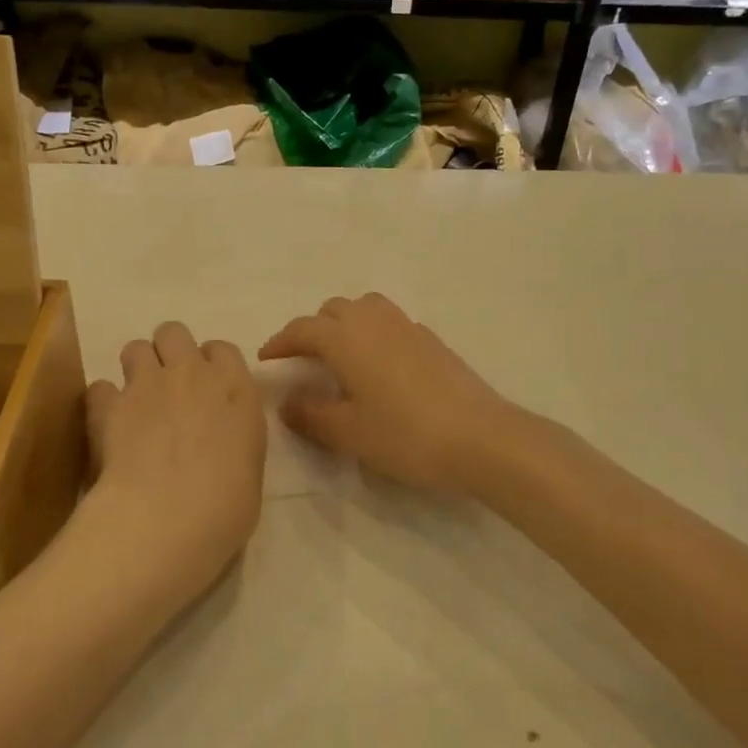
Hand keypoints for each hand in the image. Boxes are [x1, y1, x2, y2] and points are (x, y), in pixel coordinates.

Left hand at [85, 323, 266, 594]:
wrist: (168, 517)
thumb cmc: (225, 507)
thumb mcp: (249, 471)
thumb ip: (233, 442)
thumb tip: (219, 447)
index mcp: (236, 391)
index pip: (222, 350)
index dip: (211, 364)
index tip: (207, 388)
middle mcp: (192, 375)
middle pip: (174, 333)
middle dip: (169, 352)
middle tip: (169, 387)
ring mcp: (147, 385)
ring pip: (135, 348)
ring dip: (136, 369)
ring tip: (136, 402)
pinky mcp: (108, 404)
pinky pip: (100, 387)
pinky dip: (103, 403)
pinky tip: (107, 426)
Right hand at [258, 293, 520, 496]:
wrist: (481, 438)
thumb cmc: (405, 435)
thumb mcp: (348, 432)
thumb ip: (310, 414)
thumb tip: (287, 402)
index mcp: (347, 339)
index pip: (302, 329)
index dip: (281, 341)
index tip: (266, 358)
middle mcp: (375, 322)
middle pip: (334, 310)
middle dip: (313, 329)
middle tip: (303, 360)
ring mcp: (409, 328)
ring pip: (367, 309)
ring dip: (346, 324)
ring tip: (341, 356)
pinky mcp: (434, 342)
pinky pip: (393, 324)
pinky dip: (375, 335)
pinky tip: (381, 368)